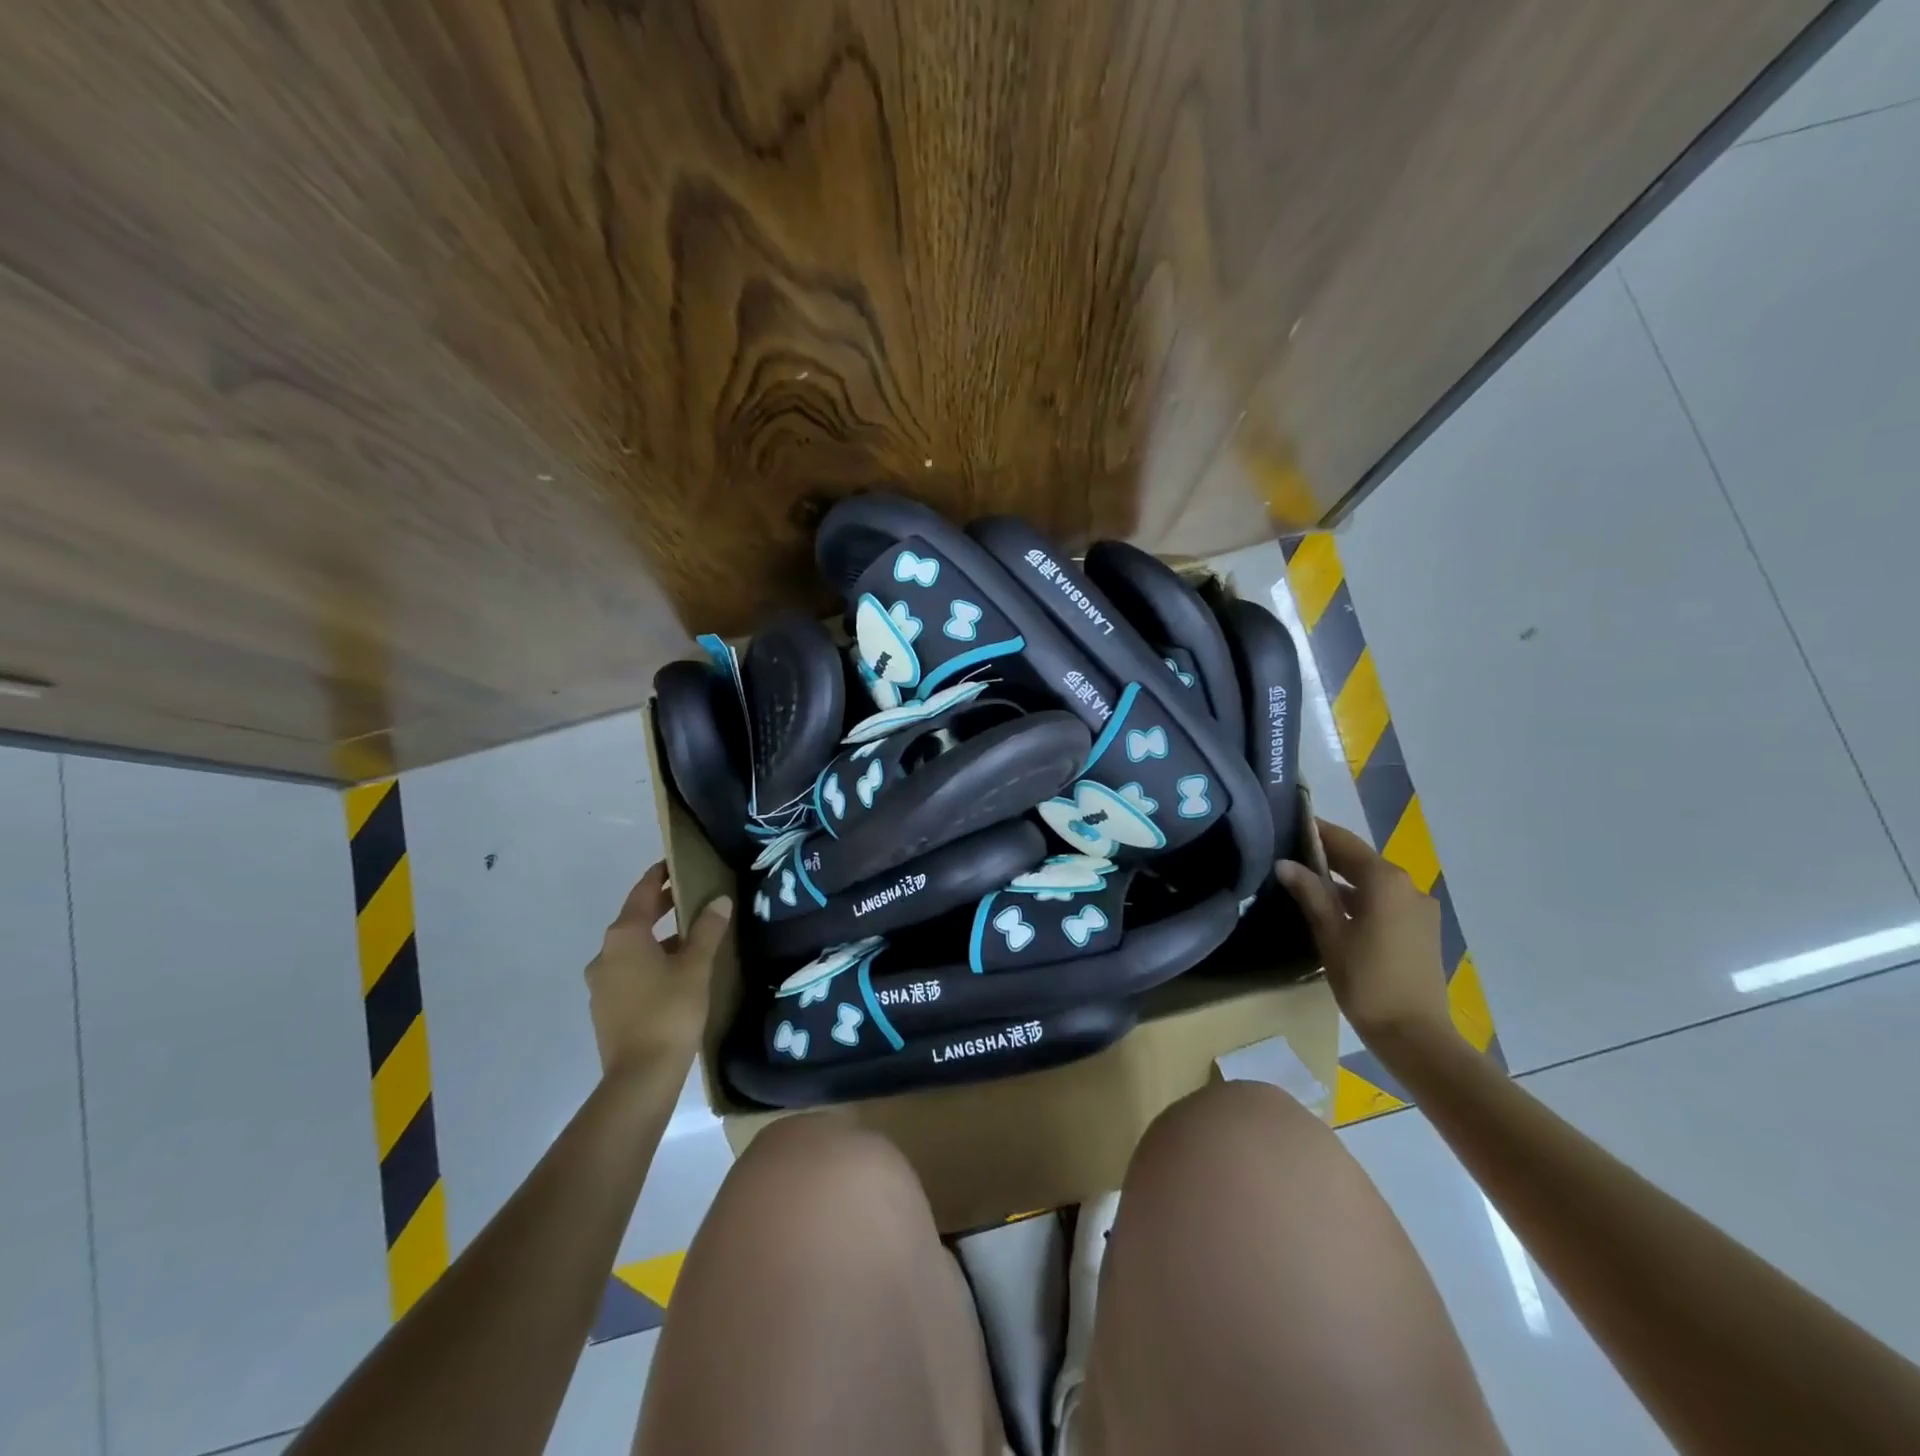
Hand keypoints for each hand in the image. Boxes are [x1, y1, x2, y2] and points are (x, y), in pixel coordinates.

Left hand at [584, 862, 731, 1079]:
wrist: (640, 1077)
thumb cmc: (670, 1011)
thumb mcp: (696, 966)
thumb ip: (707, 930)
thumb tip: (719, 900)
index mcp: (624, 937)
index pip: (641, 893)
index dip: (658, 876)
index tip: (673, 863)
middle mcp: (605, 955)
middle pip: (634, 920)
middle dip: (660, 906)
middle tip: (688, 895)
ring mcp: (601, 984)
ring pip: (632, 949)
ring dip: (656, 938)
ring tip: (689, 937)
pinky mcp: (606, 1009)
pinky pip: (629, 972)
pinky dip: (649, 962)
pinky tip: (674, 974)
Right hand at [1276, 820, 1455, 1052]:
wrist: (1416, 1035)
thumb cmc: (1367, 981)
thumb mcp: (1331, 935)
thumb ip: (1310, 893)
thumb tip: (1285, 863)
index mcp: (1385, 881)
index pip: (1345, 842)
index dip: (1317, 831)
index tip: (1289, 823)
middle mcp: (1408, 886)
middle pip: (1362, 860)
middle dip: (1328, 855)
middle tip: (1290, 852)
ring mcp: (1419, 908)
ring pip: (1374, 882)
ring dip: (1344, 879)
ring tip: (1307, 881)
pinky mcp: (1423, 930)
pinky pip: (1386, 901)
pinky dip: (1361, 898)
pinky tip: (1337, 910)